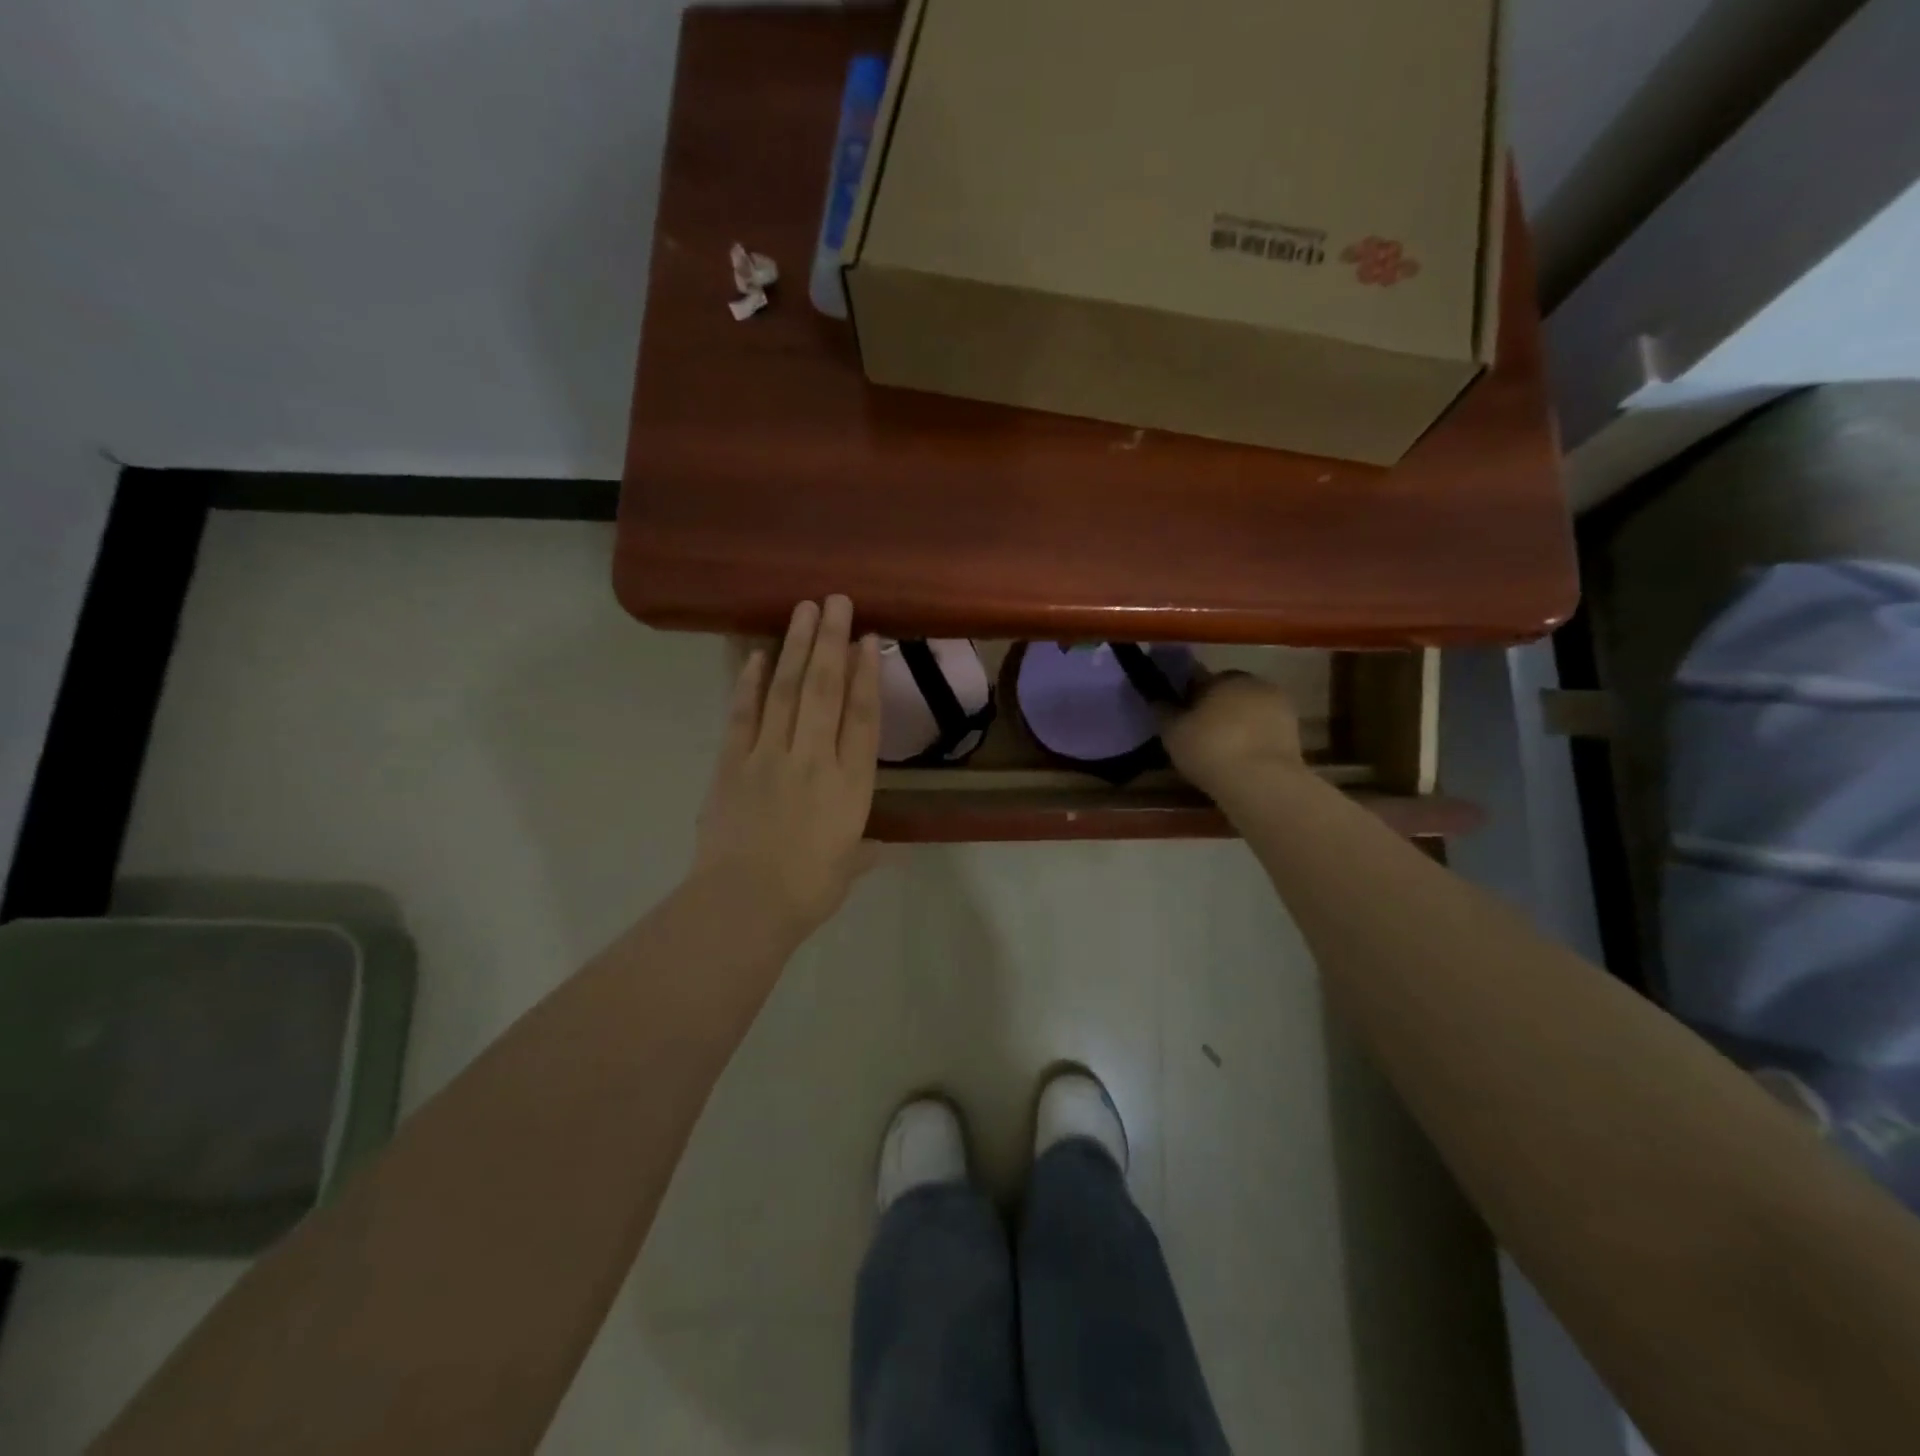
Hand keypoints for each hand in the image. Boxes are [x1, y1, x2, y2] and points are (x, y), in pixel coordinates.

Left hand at [694, 597, 881, 939]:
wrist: (744, 905)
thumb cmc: (807, 891)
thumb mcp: (848, 869)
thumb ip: (866, 851)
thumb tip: (886, 848)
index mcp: (850, 785)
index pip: (862, 718)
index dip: (866, 675)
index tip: (869, 639)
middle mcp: (813, 759)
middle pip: (825, 690)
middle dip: (831, 642)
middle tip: (836, 601)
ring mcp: (769, 756)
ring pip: (787, 691)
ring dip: (796, 647)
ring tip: (803, 609)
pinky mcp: (732, 763)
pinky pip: (743, 714)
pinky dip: (750, 682)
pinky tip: (757, 654)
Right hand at [1161, 669, 1303, 798]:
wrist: (1260, 781)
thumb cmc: (1209, 748)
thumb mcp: (1173, 732)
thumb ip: (1164, 712)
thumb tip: (1157, 699)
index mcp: (1225, 677)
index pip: (1203, 681)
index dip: (1191, 700)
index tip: (1184, 721)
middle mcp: (1256, 683)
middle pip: (1230, 696)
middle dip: (1218, 711)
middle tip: (1202, 739)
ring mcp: (1281, 707)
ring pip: (1251, 714)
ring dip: (1240, 727)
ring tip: (1223, 755)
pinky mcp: (1296, 733)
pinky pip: (1266, 733)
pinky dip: (1255, 743)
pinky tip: (1242, 763)